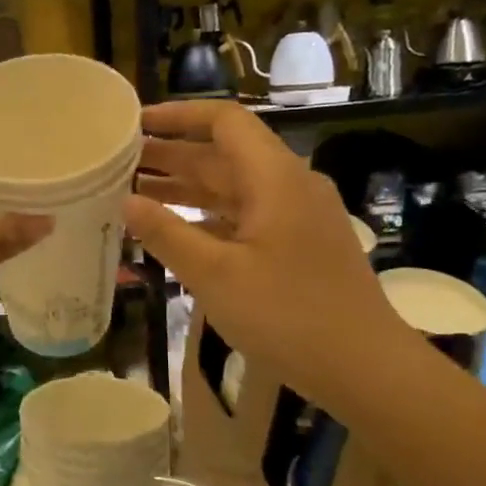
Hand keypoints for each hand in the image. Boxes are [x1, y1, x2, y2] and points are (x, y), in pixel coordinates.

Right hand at [125, 100, 408, 407]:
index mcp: (274, 178)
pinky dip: (207, 217)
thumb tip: (126, 202)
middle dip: (171, 155)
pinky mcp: (299, 245)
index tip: (135, 123)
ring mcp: (297, 216)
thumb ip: (166, 234)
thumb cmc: (288, 315)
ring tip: (133, 193)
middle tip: (119, 163)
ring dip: (186, 188)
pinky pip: (245, 216)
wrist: (366, 368)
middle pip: (224, 154)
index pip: (224, 121)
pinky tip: (174, 232)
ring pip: (232, 188)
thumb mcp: (215, 275)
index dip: (178, 116)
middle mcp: (289, 186)